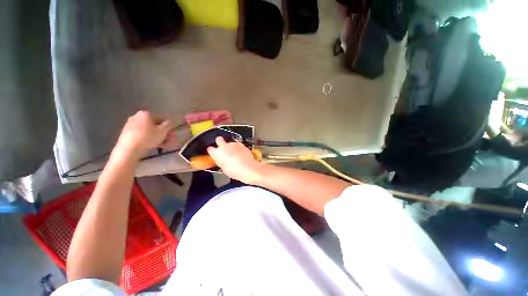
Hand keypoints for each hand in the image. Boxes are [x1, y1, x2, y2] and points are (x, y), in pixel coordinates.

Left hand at [114, 111, 174, 159]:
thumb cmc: (148, 137)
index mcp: (146, 114)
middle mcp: (137, 117)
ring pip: (149, 131)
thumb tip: (170, 121)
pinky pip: (142, 135)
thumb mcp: (163, 131)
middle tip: (169, 140)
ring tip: (164, 145)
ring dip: (157, 137)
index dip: (169, 127)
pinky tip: (154, 146)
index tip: (172, 134)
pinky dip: (149, 139)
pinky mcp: (127, 133)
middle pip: (154, 125)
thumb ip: (169, 124)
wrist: (128, 149)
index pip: (162, 119)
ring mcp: (130, 125)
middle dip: (163, 133)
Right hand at [207, 137, 264, 183]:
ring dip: (230, 147)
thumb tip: (221, 160)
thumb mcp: (224, 169)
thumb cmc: (235, 171)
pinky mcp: (241, 144)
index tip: (214, 153)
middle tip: (223, 148)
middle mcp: (224, 146)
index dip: (212, 151)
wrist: (248, 168)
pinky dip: (237, 148)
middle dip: (219, 142)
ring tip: (235, 154)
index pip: (210, 149)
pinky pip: (237, 145)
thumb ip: (221, 161)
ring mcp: (233, 144)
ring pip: (229, 143)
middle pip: (218, 139)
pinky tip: (241, 154)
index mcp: (217, 153)